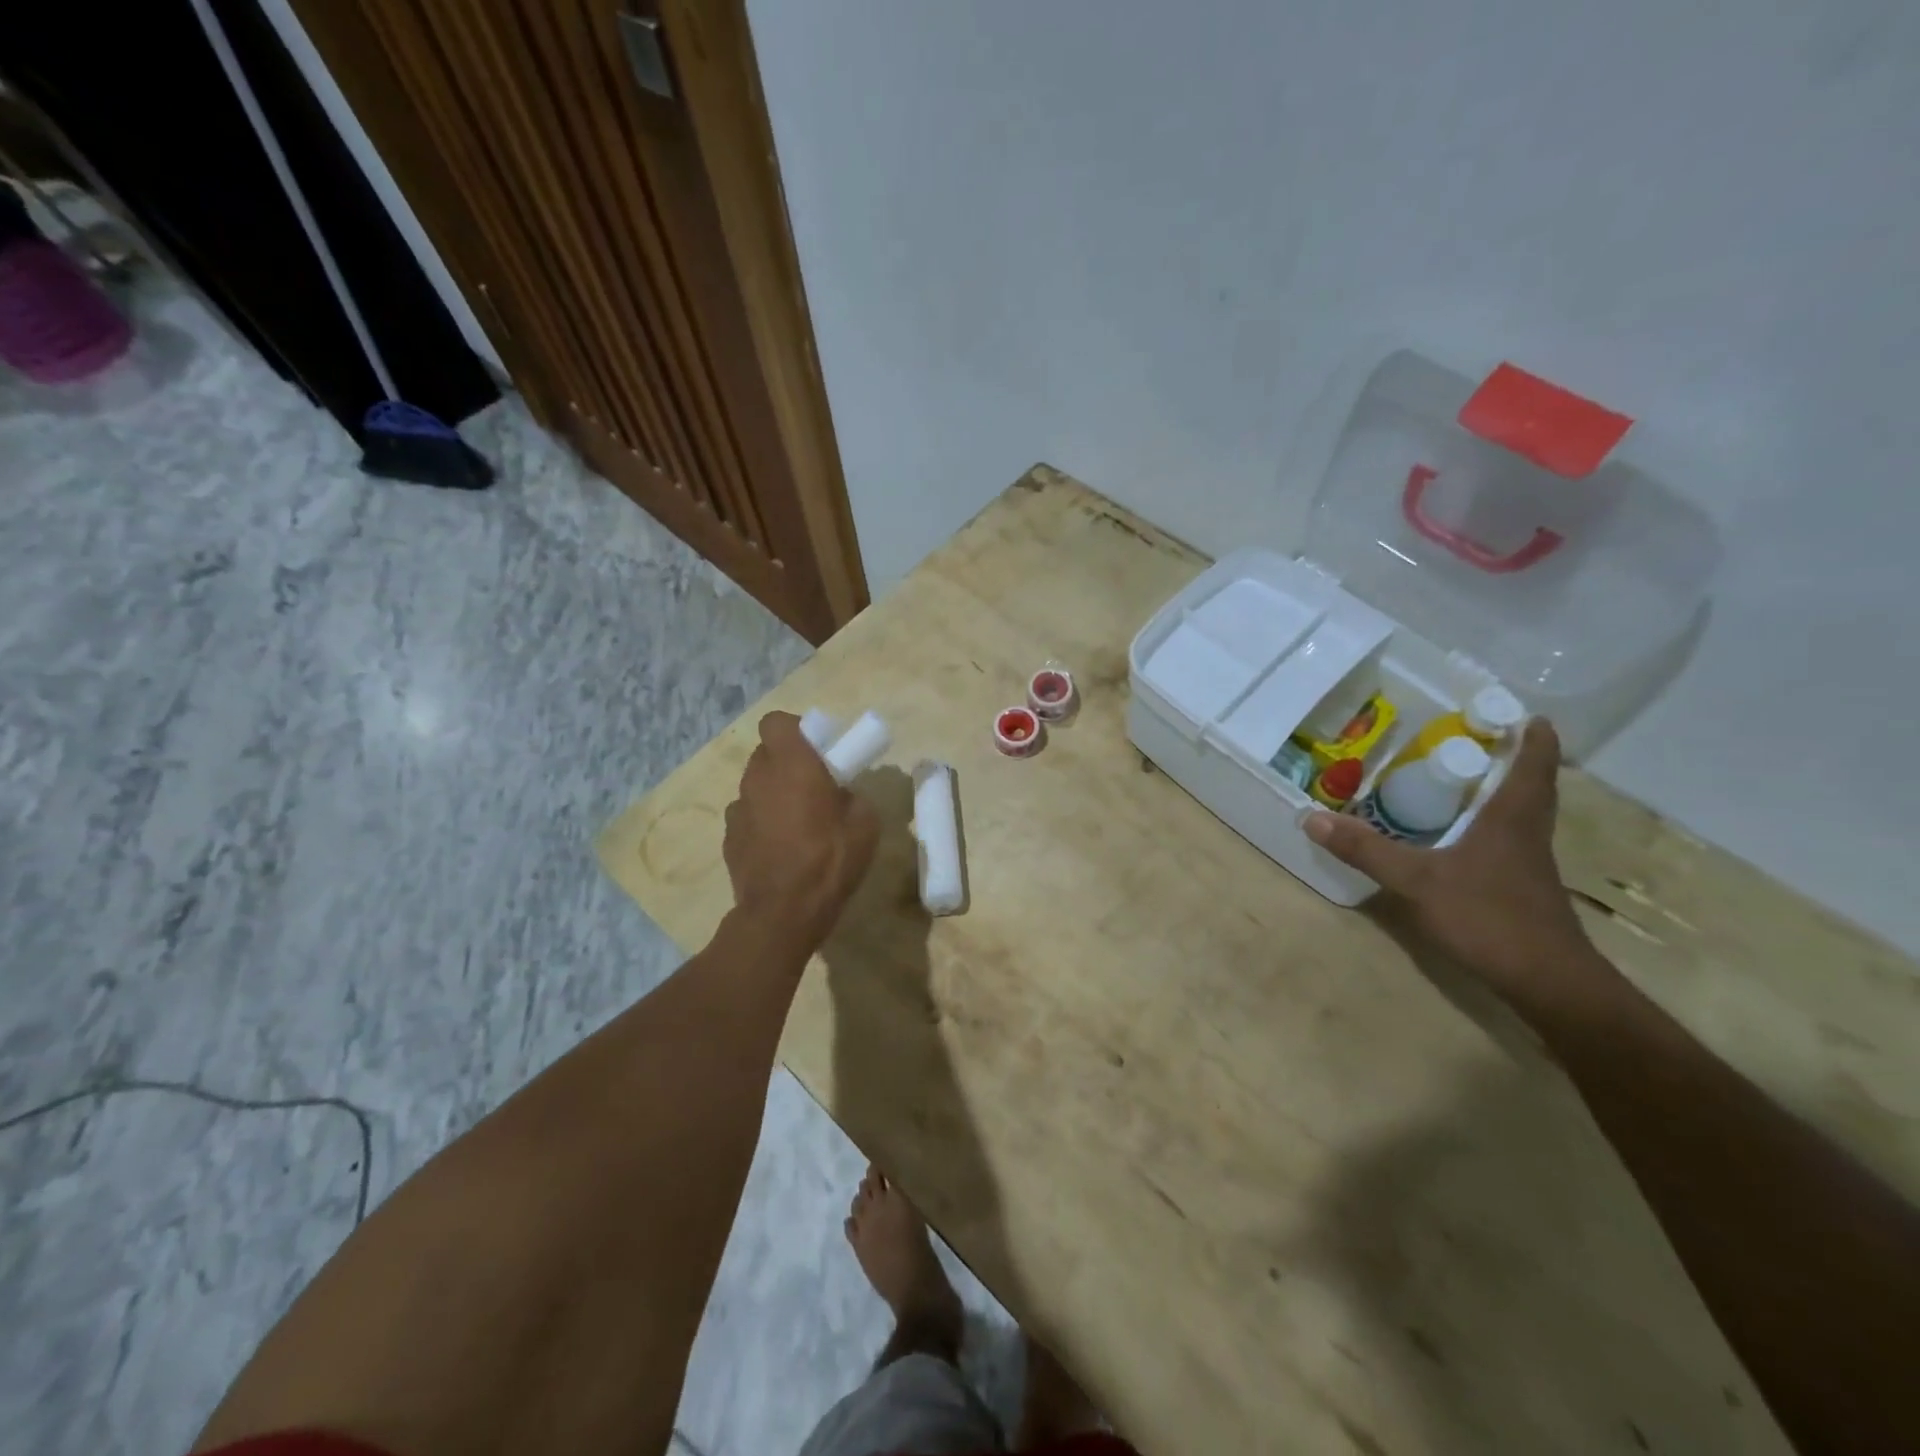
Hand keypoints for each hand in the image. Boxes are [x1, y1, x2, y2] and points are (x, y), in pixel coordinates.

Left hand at [724, 711, 878, 943]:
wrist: (784, 914)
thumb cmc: (830, 860)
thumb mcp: (865, 823)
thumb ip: (851, 795)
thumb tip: (840, 794)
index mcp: (792, 765)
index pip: (776, 722)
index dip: (795, 730)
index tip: (816, 749)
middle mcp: (758, 778)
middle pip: (766, 753)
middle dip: (786, 763)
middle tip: (812, 785)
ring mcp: (738, 809)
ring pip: (755, 786)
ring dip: (773, 793)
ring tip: (796, 822)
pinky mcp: (729, 838)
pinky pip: (748, 817)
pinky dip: (761, 823)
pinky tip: (779, 848)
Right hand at [1305, 719, 1604, 1008]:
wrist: (1548, 983)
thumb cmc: (1489, 917)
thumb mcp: (1417, 880)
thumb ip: (1366, 850)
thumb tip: (1312, 817)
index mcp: (1512, 818)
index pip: (1533, 764)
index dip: (1532, 735)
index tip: (1522, 712)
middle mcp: (1527, 833)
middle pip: (1530, 786)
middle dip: (1511, 759)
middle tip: (1475, 739)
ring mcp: (1529, 864)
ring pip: (1520, 815)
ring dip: (1500, 793)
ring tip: (1461, 780)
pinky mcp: (1523, 890)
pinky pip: (1508, 842)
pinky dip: (1489, 827)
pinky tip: (1460, 838)